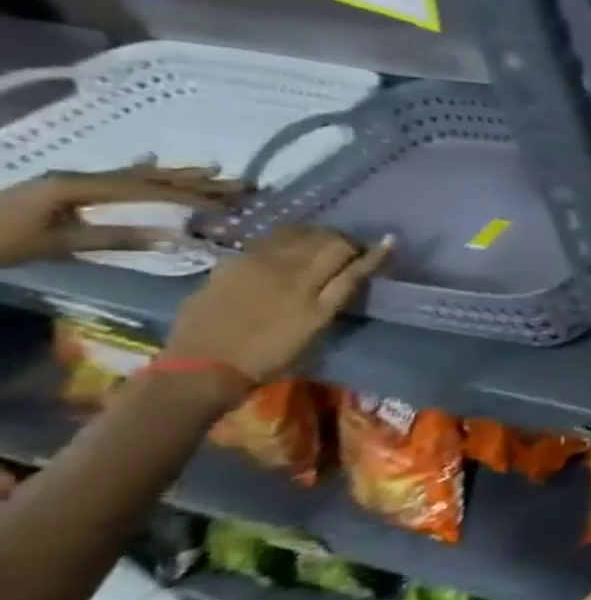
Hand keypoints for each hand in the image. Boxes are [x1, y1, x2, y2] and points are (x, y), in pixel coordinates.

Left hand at [0, 163, 244, 265]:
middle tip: (241, 183)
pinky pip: (119, 177)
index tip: (229, 203)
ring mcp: (71, 180)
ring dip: (179, 174)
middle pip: (148, 176)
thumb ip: (115, 238)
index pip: (148, 189)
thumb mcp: (56, 244)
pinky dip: (147, 173)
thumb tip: (174, 236)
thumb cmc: (0, 241)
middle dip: (196, 180)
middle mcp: (79, 176)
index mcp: (78, 187)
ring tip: (216, 171)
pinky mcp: (66, 188)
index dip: (190, 196)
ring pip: (137, 174)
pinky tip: (156, 164)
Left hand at [166, 226, 391, 384]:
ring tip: (319, 251)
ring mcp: (251, 260)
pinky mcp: (228, 264)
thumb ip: (343, 287)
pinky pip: (266, 242)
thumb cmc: (271, 353)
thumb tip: (367, 259)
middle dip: (342, 240)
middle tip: (349, 254)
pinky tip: (285, 256)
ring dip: (314, 237)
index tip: (380, 250)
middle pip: (321, 236)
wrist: (201, 366)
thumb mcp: (318, 322)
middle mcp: (281, 263)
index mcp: (307, 280)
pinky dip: (285, 243)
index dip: (366, 248)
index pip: (344, 248)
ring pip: (293, 233)